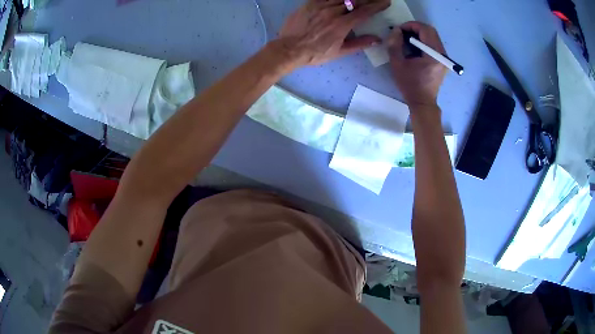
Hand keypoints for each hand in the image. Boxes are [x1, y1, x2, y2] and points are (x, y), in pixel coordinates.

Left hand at [278, 0, 389, 66]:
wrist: (289, 49)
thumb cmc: (315, 53)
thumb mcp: (339, 52)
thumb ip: (359, 44)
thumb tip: (377, 40)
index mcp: (342, 24)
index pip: (364, 11)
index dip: (377, 6)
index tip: (385, 3)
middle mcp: (333, 11)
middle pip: (355, 1)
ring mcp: (320, 5)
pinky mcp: (310, 3)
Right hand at [387, 22, 446, 108]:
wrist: (423, 103)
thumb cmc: (410, 85)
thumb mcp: (397, 64)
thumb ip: (395, 45)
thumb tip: (396, 31)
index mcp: (434, 55)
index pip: (425, 30)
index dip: (411, 25)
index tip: (399, 30)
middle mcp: (442, 54)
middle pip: (431, 31)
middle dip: (415, 28)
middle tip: (402, 33)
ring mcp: (444, 58)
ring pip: (433, 37)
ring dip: (419, 34)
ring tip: (407, 40)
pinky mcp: (442, 61)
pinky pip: (434, 44)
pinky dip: (423, 41)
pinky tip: (414, 47)